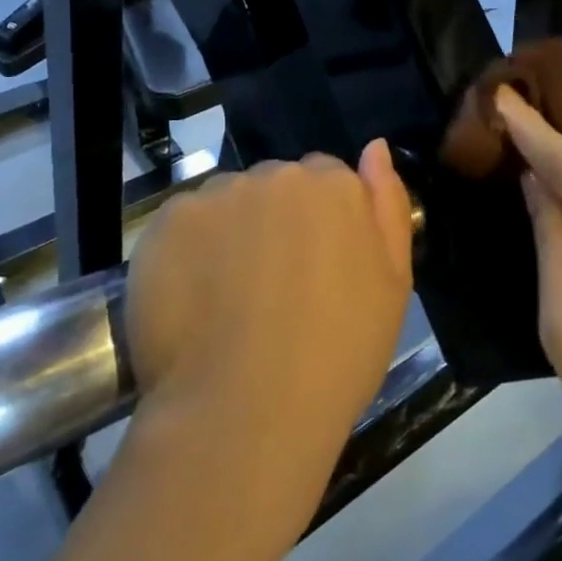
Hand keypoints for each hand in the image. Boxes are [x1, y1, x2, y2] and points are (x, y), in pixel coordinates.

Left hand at [122, 142, 414, 541]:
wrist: (246, 412)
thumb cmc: (338, 356)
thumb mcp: (393, 286)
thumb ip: (388, 206)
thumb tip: (374, 148)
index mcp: (335, 185)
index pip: (326, 180)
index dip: (319, 225)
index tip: (313, 269)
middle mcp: (277, 174)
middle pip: (276, 185)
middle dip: (275, 221)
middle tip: (271, 288)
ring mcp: (219, 194)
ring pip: (228, 202)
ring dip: (231, 232)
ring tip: (227, 299)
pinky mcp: (168, 220)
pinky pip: (185, 223)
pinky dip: (187, 251)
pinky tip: (192, 300)